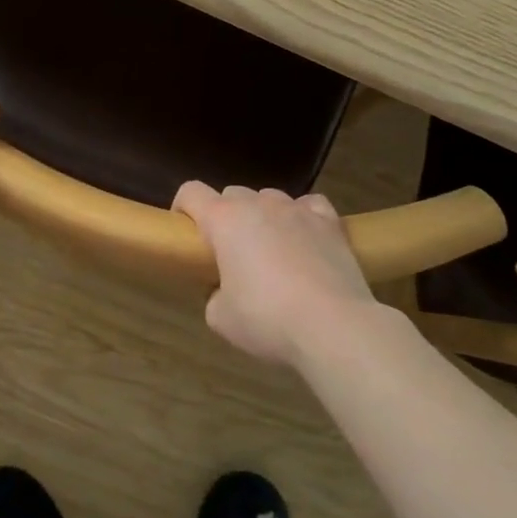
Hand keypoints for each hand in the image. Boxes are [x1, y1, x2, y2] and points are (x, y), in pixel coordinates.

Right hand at [172, 182, 375, 365]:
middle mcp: (258, 204)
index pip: (191, 192)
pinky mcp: (329, 220)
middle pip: (231, 194)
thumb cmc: (267, 319)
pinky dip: (302, 217)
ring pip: (269, 198)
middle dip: (226, 217)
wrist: (333, 325)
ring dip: (263, 216)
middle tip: (230, 253)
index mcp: (224, 219)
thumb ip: (214, 295)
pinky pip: (309, 205)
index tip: (186, 232)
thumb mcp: (221, 318)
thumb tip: (224, 290)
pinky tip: (305, 239)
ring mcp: (296, 208)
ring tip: (271, 250)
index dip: (183, 207)